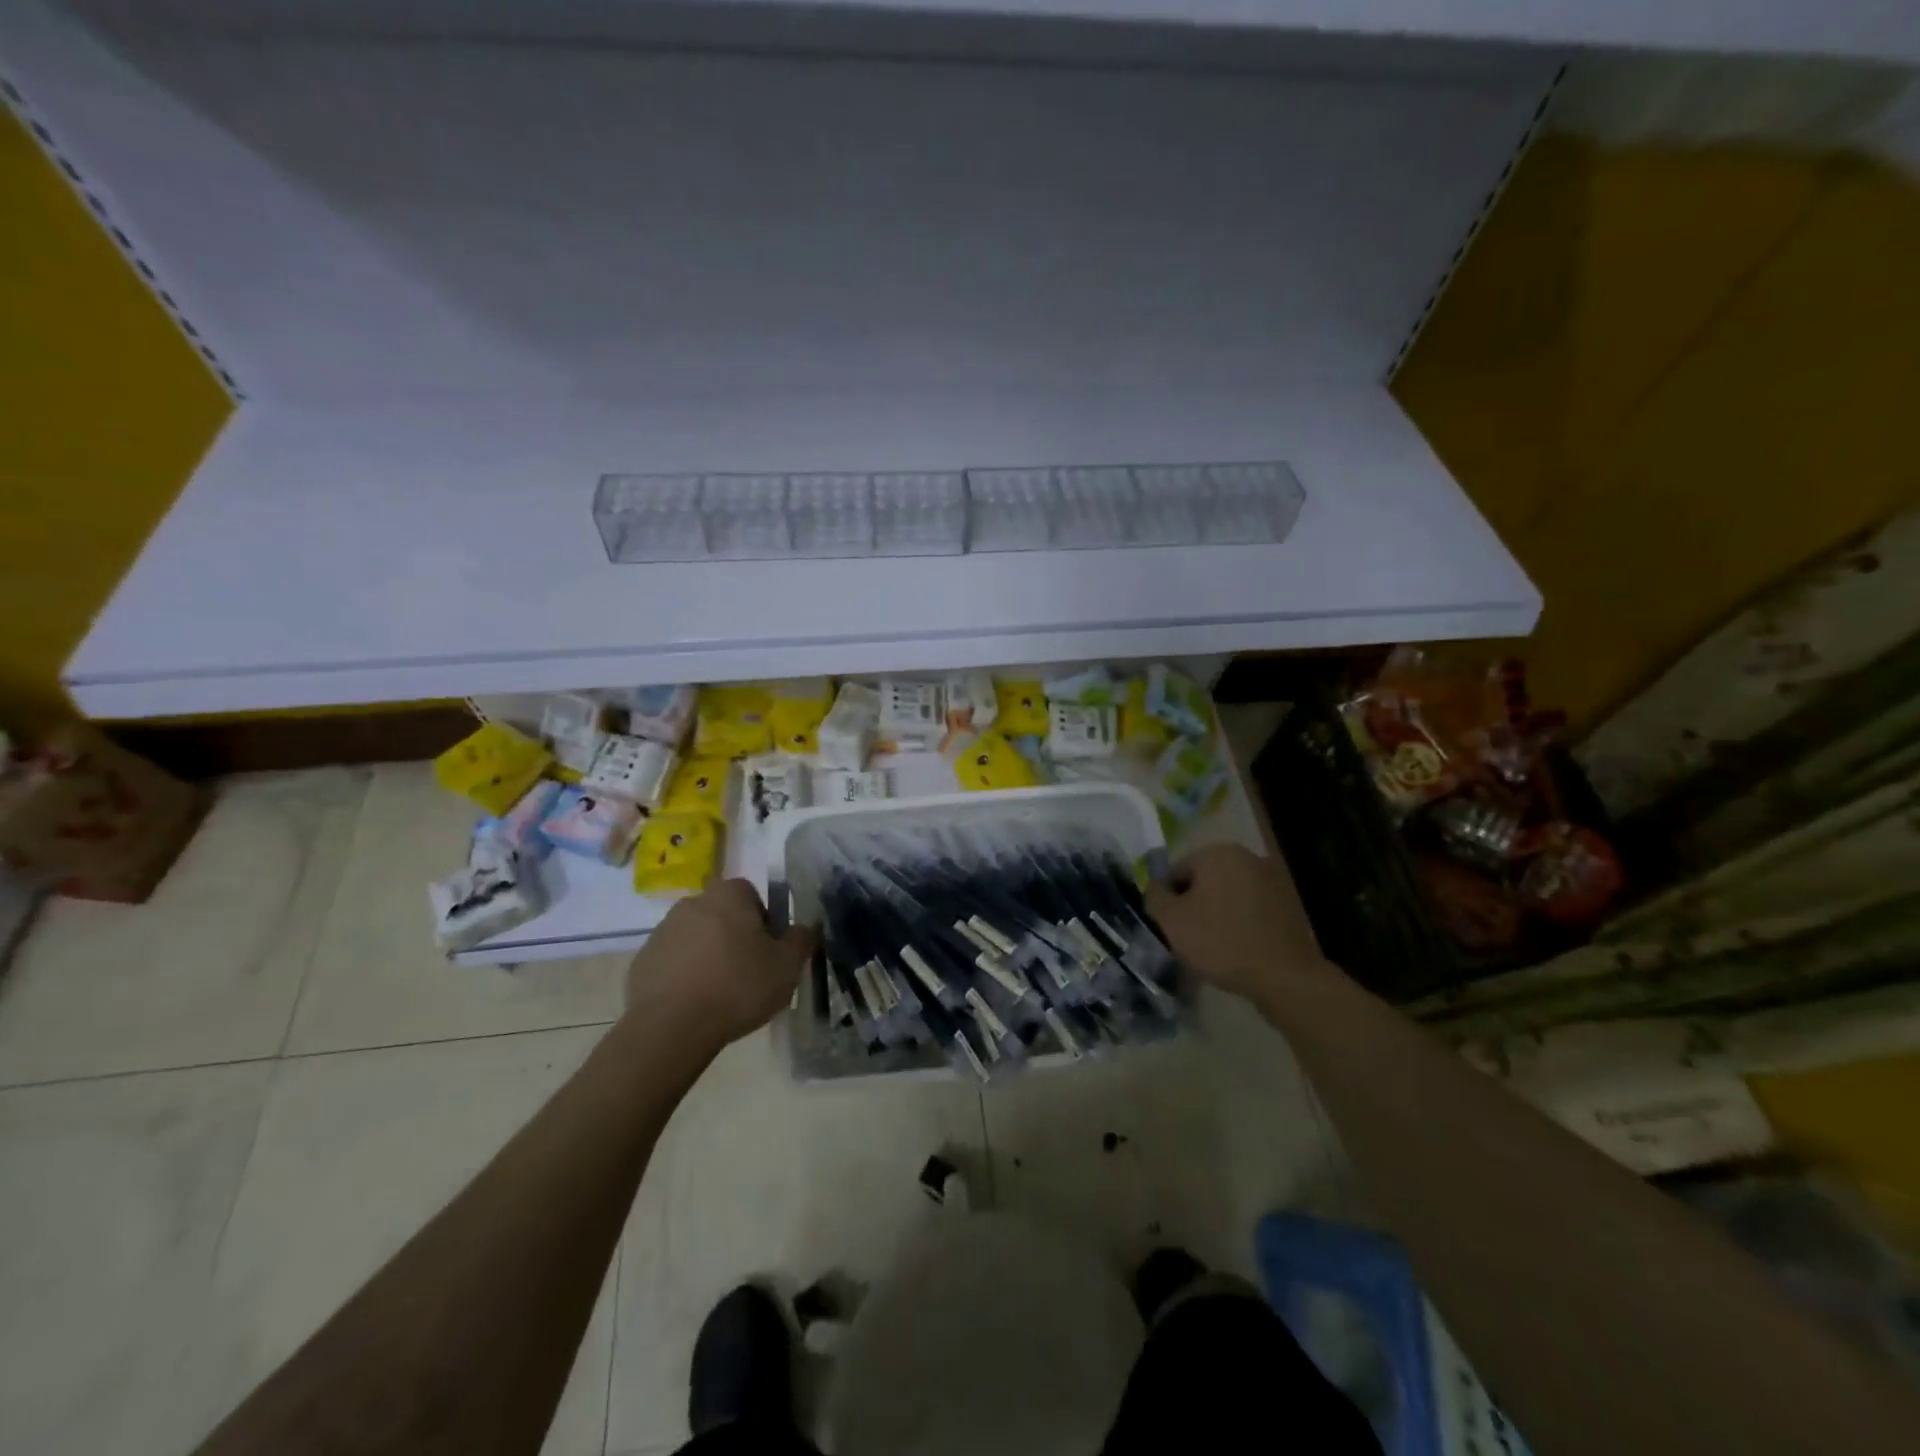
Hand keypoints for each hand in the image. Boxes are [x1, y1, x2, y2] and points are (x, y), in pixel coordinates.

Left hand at [624, 879, 815, 1049]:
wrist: (671, 1028)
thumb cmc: (737, 987)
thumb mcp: (787, 966)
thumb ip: (801, 940)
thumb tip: (803, 929)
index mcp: (728, 895)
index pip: (751, 894)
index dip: (764, 921)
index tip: (768, 951)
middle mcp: (692, 903)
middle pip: (723, 915)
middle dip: (735, 937)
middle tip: (749, 973)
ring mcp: (662, 931)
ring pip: (697, 938)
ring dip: (708, 956)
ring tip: (720, 993)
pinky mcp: (642, 961)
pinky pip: (673, 962)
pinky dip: (684, 976)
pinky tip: (694, 1004)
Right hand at [1146, 843, 1334, 1002]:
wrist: (1283, 976)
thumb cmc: (1220, 941)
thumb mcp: (1170, 920)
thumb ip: (1154, 896)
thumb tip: (1156, 888)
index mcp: (1218, 853)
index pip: (1177, 870)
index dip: (1166, 899)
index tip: (1167, 926)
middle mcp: (1248, 857)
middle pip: (1204, 880)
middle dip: (1193, 905)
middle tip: (1186, 937)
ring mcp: (1273, 880)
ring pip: (1228, 895)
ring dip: (1216, 914)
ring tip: (1211, 946)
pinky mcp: (1289, 905)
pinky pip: (1251, 910)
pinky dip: (1239, 923)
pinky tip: (1236, 948)